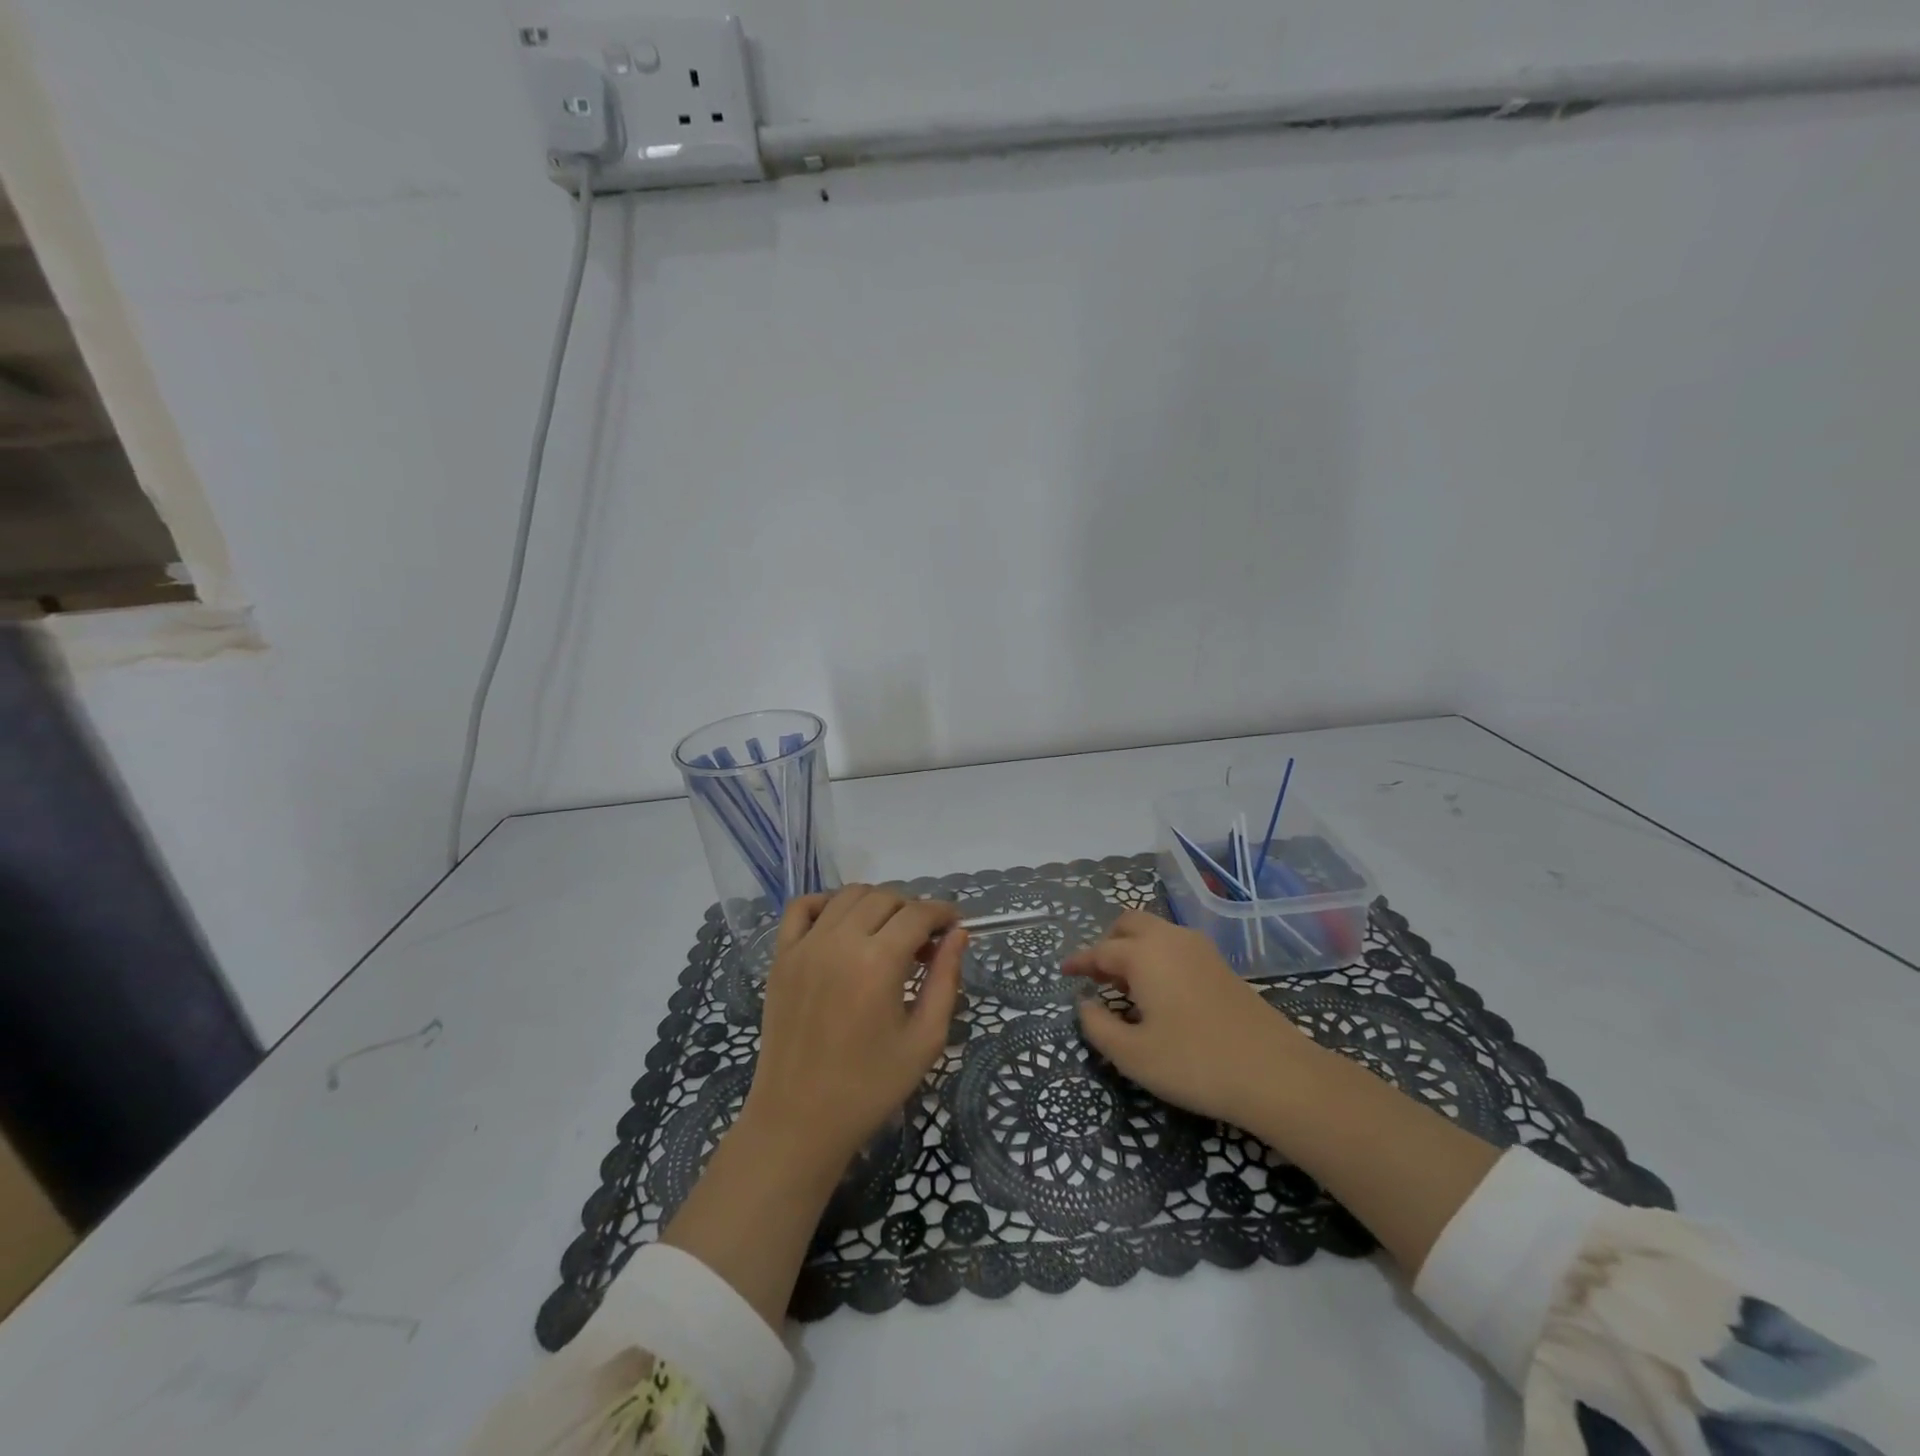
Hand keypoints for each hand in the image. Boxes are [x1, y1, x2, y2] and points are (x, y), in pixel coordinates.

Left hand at [742, 885, 965, 1170]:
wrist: (798, 1119)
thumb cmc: (870, 1086)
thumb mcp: (925, 1040)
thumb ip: (945, 980)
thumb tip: (958, 935)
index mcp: (878, 962)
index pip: (918, 913)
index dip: (943, 912)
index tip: (955, 926)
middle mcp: (839, 941)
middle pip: (885, 897)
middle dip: (913, 910)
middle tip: (924, 942)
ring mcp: (805, 945)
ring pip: (848, 895)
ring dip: (876, 903)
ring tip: (887, 934)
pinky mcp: (781, 956)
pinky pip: (802, 907)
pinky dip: (826, 902)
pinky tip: (842, 925)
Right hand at [1063, 909, 1319, 1128]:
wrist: (1275, 1073)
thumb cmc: (1194, 1063)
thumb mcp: (1133, 1055)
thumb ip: (1099, 1027)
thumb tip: (1085, 1005)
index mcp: (1144, 954)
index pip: (1101, 951)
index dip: (1080, 962)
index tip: (1064, 972)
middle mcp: (1170, 940)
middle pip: (1130, 923)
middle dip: (1108, 942)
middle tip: (1097, 974)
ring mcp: (1200, 950)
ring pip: (1156, 931)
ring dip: (1134, 947)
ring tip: (1125, 985)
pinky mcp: (1221, 966)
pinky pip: (1176, 945)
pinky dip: (1157, 956)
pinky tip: (1159, 991)